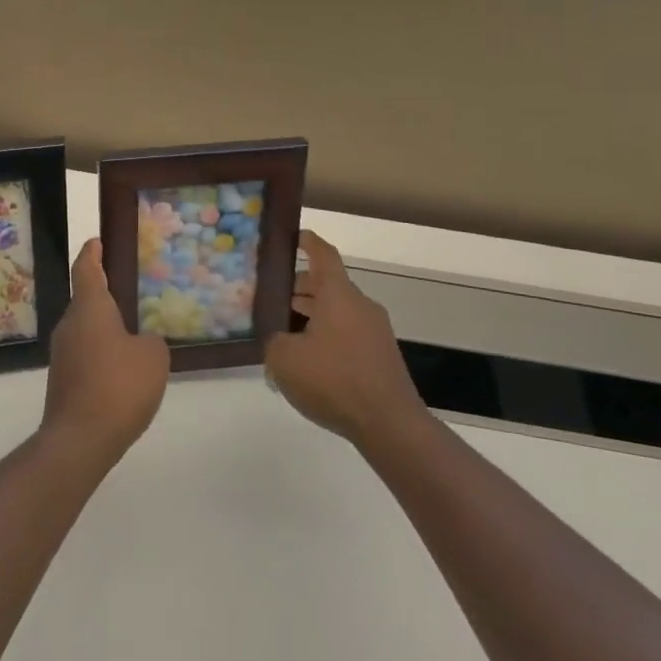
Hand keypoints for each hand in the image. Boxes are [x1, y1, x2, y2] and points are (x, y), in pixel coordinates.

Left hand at [41, 239, 170, 464]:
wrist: (80, 439)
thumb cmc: (119, 385)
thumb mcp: (153, 357)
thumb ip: (150, 341)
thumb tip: (140, 342)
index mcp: (89, 308)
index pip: (86, 269)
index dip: (92, 253)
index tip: (97, 241)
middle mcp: (70, 324)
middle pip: (85, 300)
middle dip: (105, 293)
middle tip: (130, 290)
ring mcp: (62, 354)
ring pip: (86, 329)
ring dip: (105, 327)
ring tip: (134, 331)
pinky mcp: (63, 380)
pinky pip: (85, 354)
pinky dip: (102, 353)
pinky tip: (123, 368)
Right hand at [264, 230, 423, 445]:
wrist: (389, 424)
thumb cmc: (333, 380)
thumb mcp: (284, 359)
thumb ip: (273, 340)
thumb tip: (278, 338)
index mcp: (338, 295)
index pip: (323, 255)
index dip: (308, 242)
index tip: (294, 235)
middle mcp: (360, 305)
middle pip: (328, 285)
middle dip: (300, 287)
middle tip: (272, 295)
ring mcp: (375, 331)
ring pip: (338, 310)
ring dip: (312, 313)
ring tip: (284, 329)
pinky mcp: (381, 355)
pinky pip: (348, 333)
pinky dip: (327, 335)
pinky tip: (308, 359)